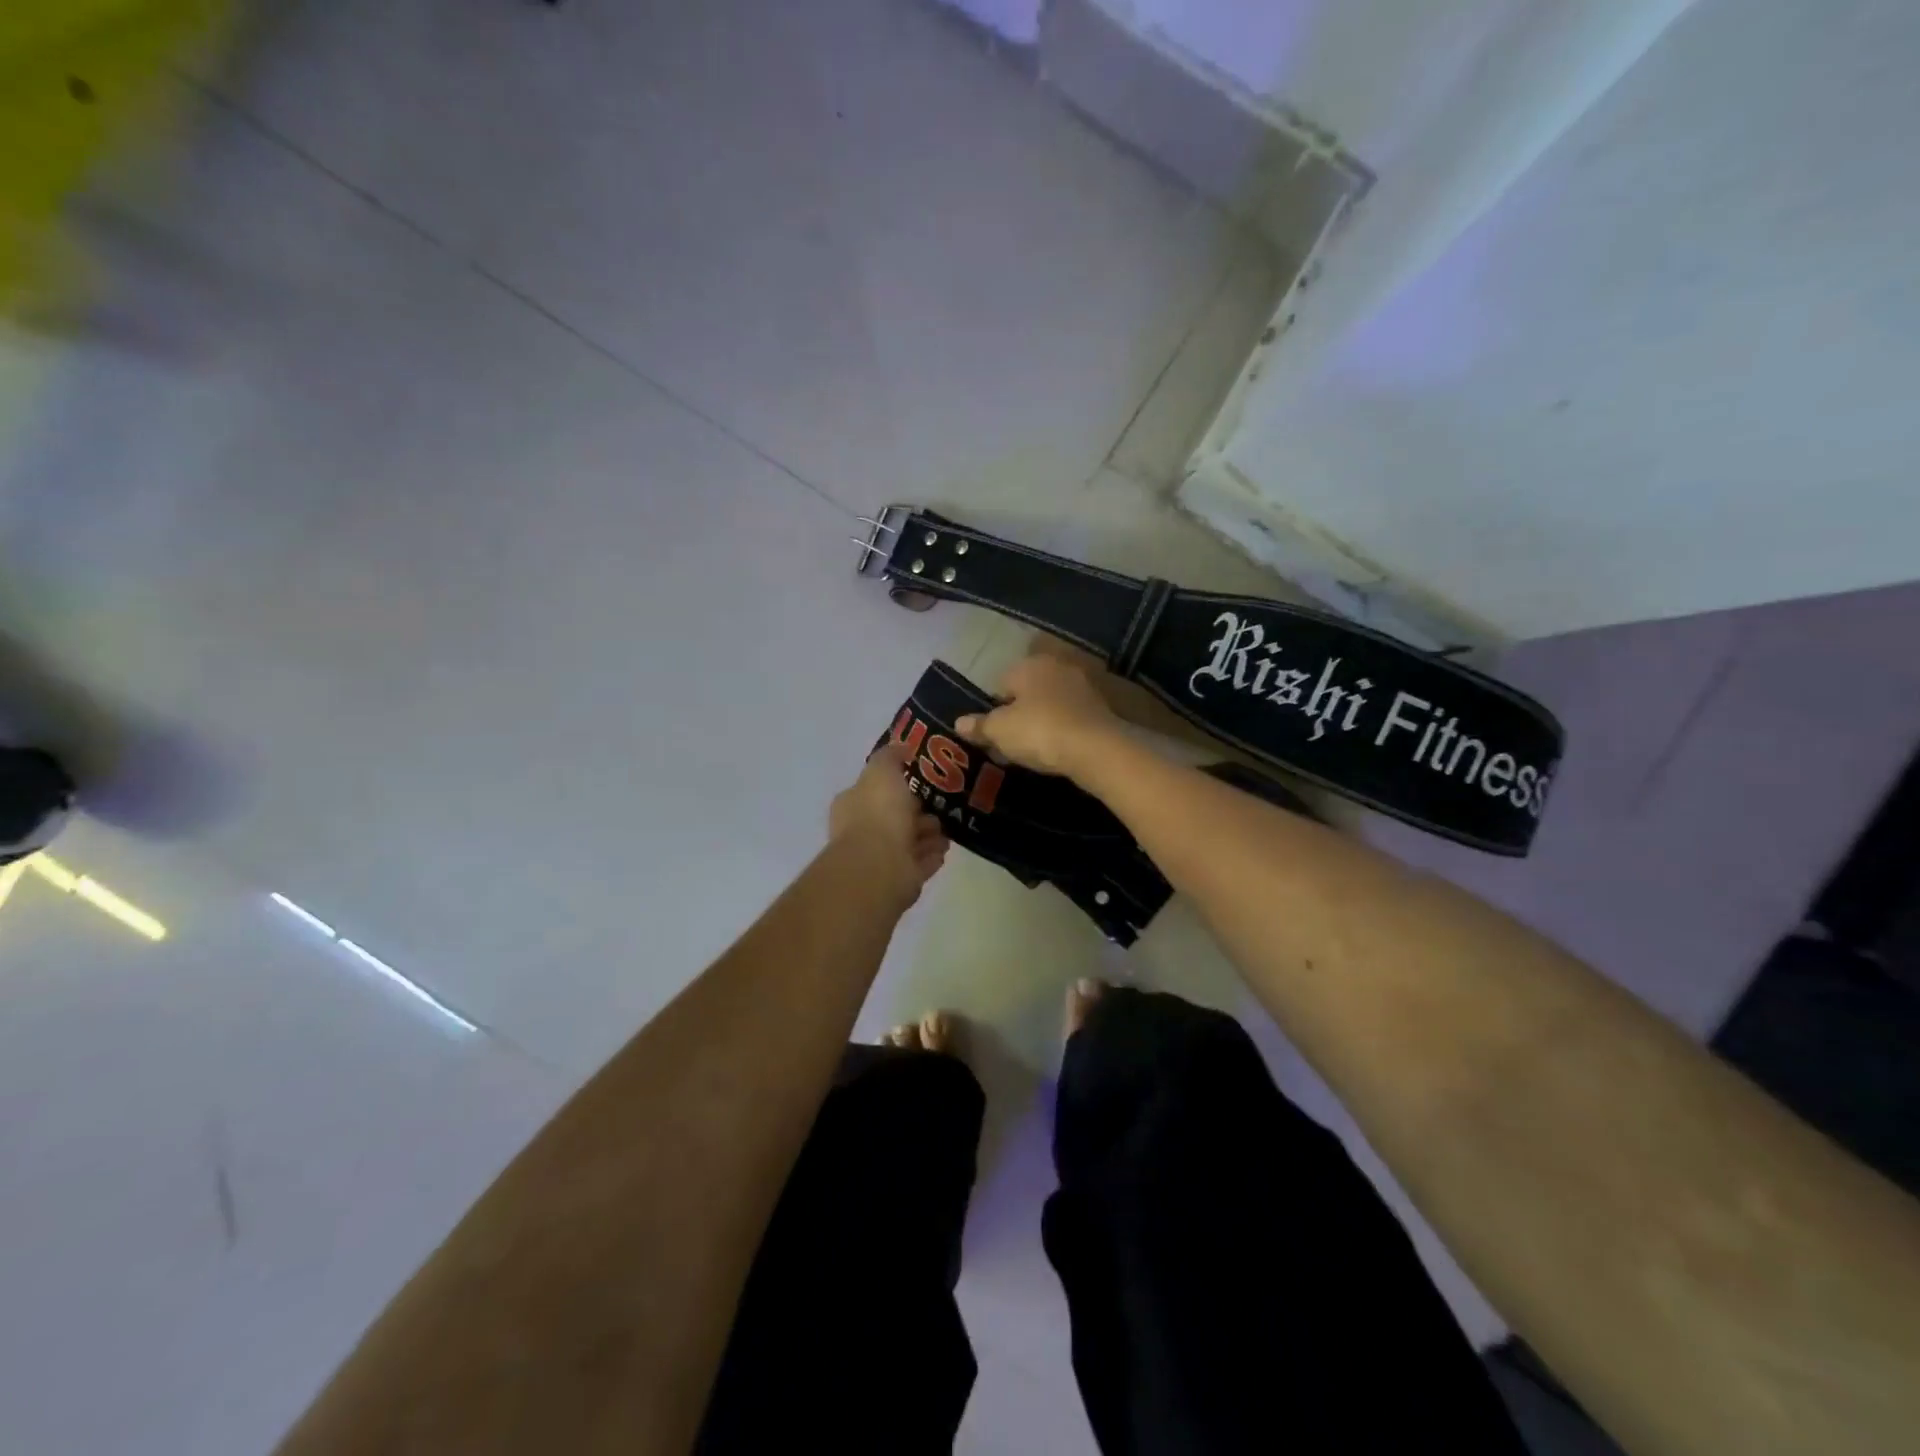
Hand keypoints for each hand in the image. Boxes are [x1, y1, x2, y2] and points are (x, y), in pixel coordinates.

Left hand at [828, 743, 949, 904]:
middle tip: (940, 807)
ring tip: (947, 830)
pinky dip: (931, 855)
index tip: (922, 782)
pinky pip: (919, 863)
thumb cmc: (879, 813)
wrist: (880, 866)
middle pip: (895, 817)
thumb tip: (899, 747)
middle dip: (917, 812)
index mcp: (853, 804)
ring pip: (908, 841)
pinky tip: (944, 849)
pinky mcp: (898, 880)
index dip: (899, 786)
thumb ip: (890, 757)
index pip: (876, 790)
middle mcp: (862, 831)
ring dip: (927, 835)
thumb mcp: (882, 771)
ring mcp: (879, 858)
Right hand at [955, 653, 1120, 777]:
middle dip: (1019, 713)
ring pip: (1051, 703)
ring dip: (1042, 721)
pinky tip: (1059, 749)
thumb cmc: (1039, 731)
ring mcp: (1082, 685)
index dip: (993, 709)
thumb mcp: (1000, 731)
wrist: (1096, 748)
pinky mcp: (1102, 706)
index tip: (992, 734)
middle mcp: (1056, 667)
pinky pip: (1071, 717)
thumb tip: (958, 723)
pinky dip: (1063, 729)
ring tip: (1034, 749)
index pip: (1001, 682)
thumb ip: (979, 726)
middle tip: (1011, 742)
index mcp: (1029, 665)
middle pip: (1028, 691)